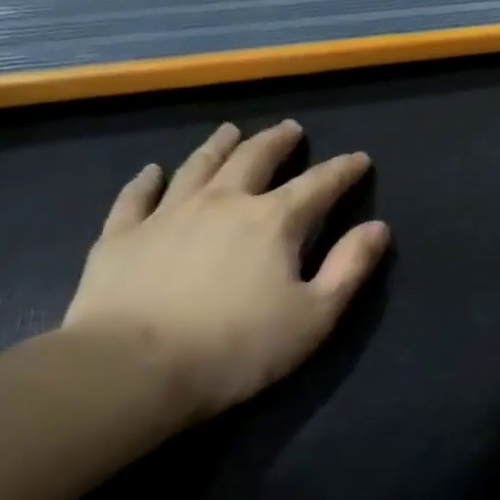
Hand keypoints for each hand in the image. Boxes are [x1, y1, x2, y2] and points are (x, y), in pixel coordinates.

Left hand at [62, 121, 389, 418]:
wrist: (131, 370)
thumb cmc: (237, 347)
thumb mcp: (315, 315)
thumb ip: (350, 267)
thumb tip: (378, 227)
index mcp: (274, 221)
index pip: (319, 184)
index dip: (343, 170)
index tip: (359, 159)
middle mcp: (223, 203)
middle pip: (255, 159)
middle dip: (277, 142)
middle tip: (290, 128)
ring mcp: (167, 215)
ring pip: (198, 167)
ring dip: (218, 146)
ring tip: (230, 131)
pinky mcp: (121, 237)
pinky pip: (136, 197)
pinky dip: (146, 181)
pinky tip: (152, 172)